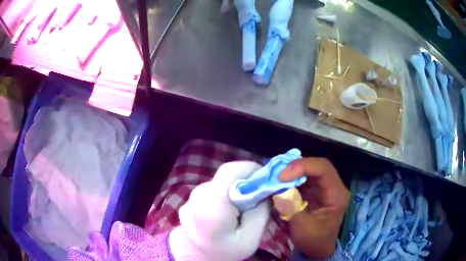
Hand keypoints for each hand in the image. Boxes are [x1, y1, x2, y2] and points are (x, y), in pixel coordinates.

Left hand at [169, 161, 269, 260]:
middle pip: (226, 176)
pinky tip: (228, 211)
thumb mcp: (251, 239)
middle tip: (259, 196)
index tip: (265, 178)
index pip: (230, 171)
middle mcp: (198, 196)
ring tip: (243, 208)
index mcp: (212, 205)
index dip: (250, 169)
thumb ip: (261, 213)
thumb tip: (266, 191)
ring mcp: (191, 197)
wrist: (195, 258)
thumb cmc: (224, 252)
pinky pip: (212, 190)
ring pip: (220, 183)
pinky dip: (225, 195)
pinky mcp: (190, 199)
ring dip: (235, 189)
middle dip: (246, 181)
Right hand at [276, 158, 349, 258]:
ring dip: (291, 172)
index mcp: (337, 194)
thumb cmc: (315, 241)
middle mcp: (332, 186)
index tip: (282, 176)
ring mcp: (323, 188)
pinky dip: (290, 179)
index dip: (303, 167)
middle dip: (295, 167)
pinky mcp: (314, 192)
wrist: (317, 250)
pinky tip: (279, 183)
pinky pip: (302, 179)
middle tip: (276, 174)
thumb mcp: (304, 228)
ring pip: (308, 170)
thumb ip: (292, 208)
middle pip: (316, 166)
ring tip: (275, 177)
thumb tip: (278, 191)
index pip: (324, 169)